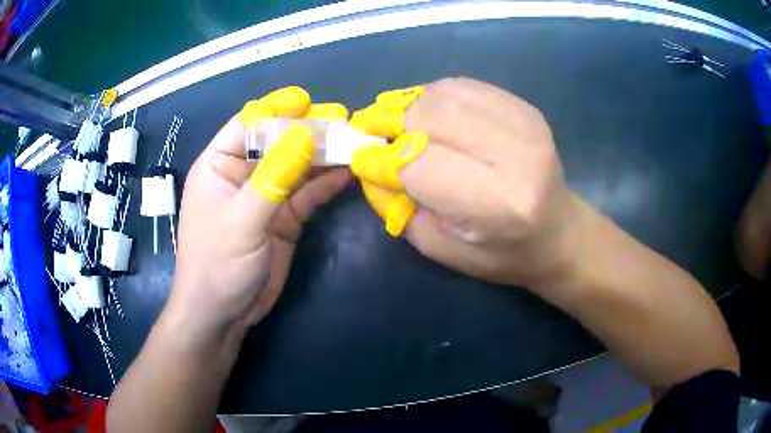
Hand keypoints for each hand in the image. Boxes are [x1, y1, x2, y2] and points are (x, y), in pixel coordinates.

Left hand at [168, 87, 350, 335]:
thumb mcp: (241, 221)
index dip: (275, 109)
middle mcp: (243, 174)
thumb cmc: (217, 265)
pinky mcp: (284, 218)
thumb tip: (304, 134)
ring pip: (298, 166)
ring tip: (354, 141)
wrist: (222, 315)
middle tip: (343, 119)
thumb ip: (273, 178)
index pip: (247, 125)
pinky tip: (349, 171)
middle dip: (308, 130)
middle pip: (278, 142)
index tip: (307, 100)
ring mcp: (266, 196)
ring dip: (324, 155)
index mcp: (219, 165)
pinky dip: (327, 183)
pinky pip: (308, 193)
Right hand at [350, 77, 575, 286]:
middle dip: (390, 121)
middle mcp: (515, 155)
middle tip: (371, 130)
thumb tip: (367, 162)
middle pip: (430, 116)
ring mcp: (525, 124)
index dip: (382, 158)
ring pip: (444, 93)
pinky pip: (465, 86)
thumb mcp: (441, 247)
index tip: (362, 158)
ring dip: (410, 105)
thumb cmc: (501, 254)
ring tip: (397, 122)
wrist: (559, 234)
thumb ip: (398, 206)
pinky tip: (428, 114)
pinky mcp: (525, 108)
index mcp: (497, 202)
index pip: (419, 162)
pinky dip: (435, 96)